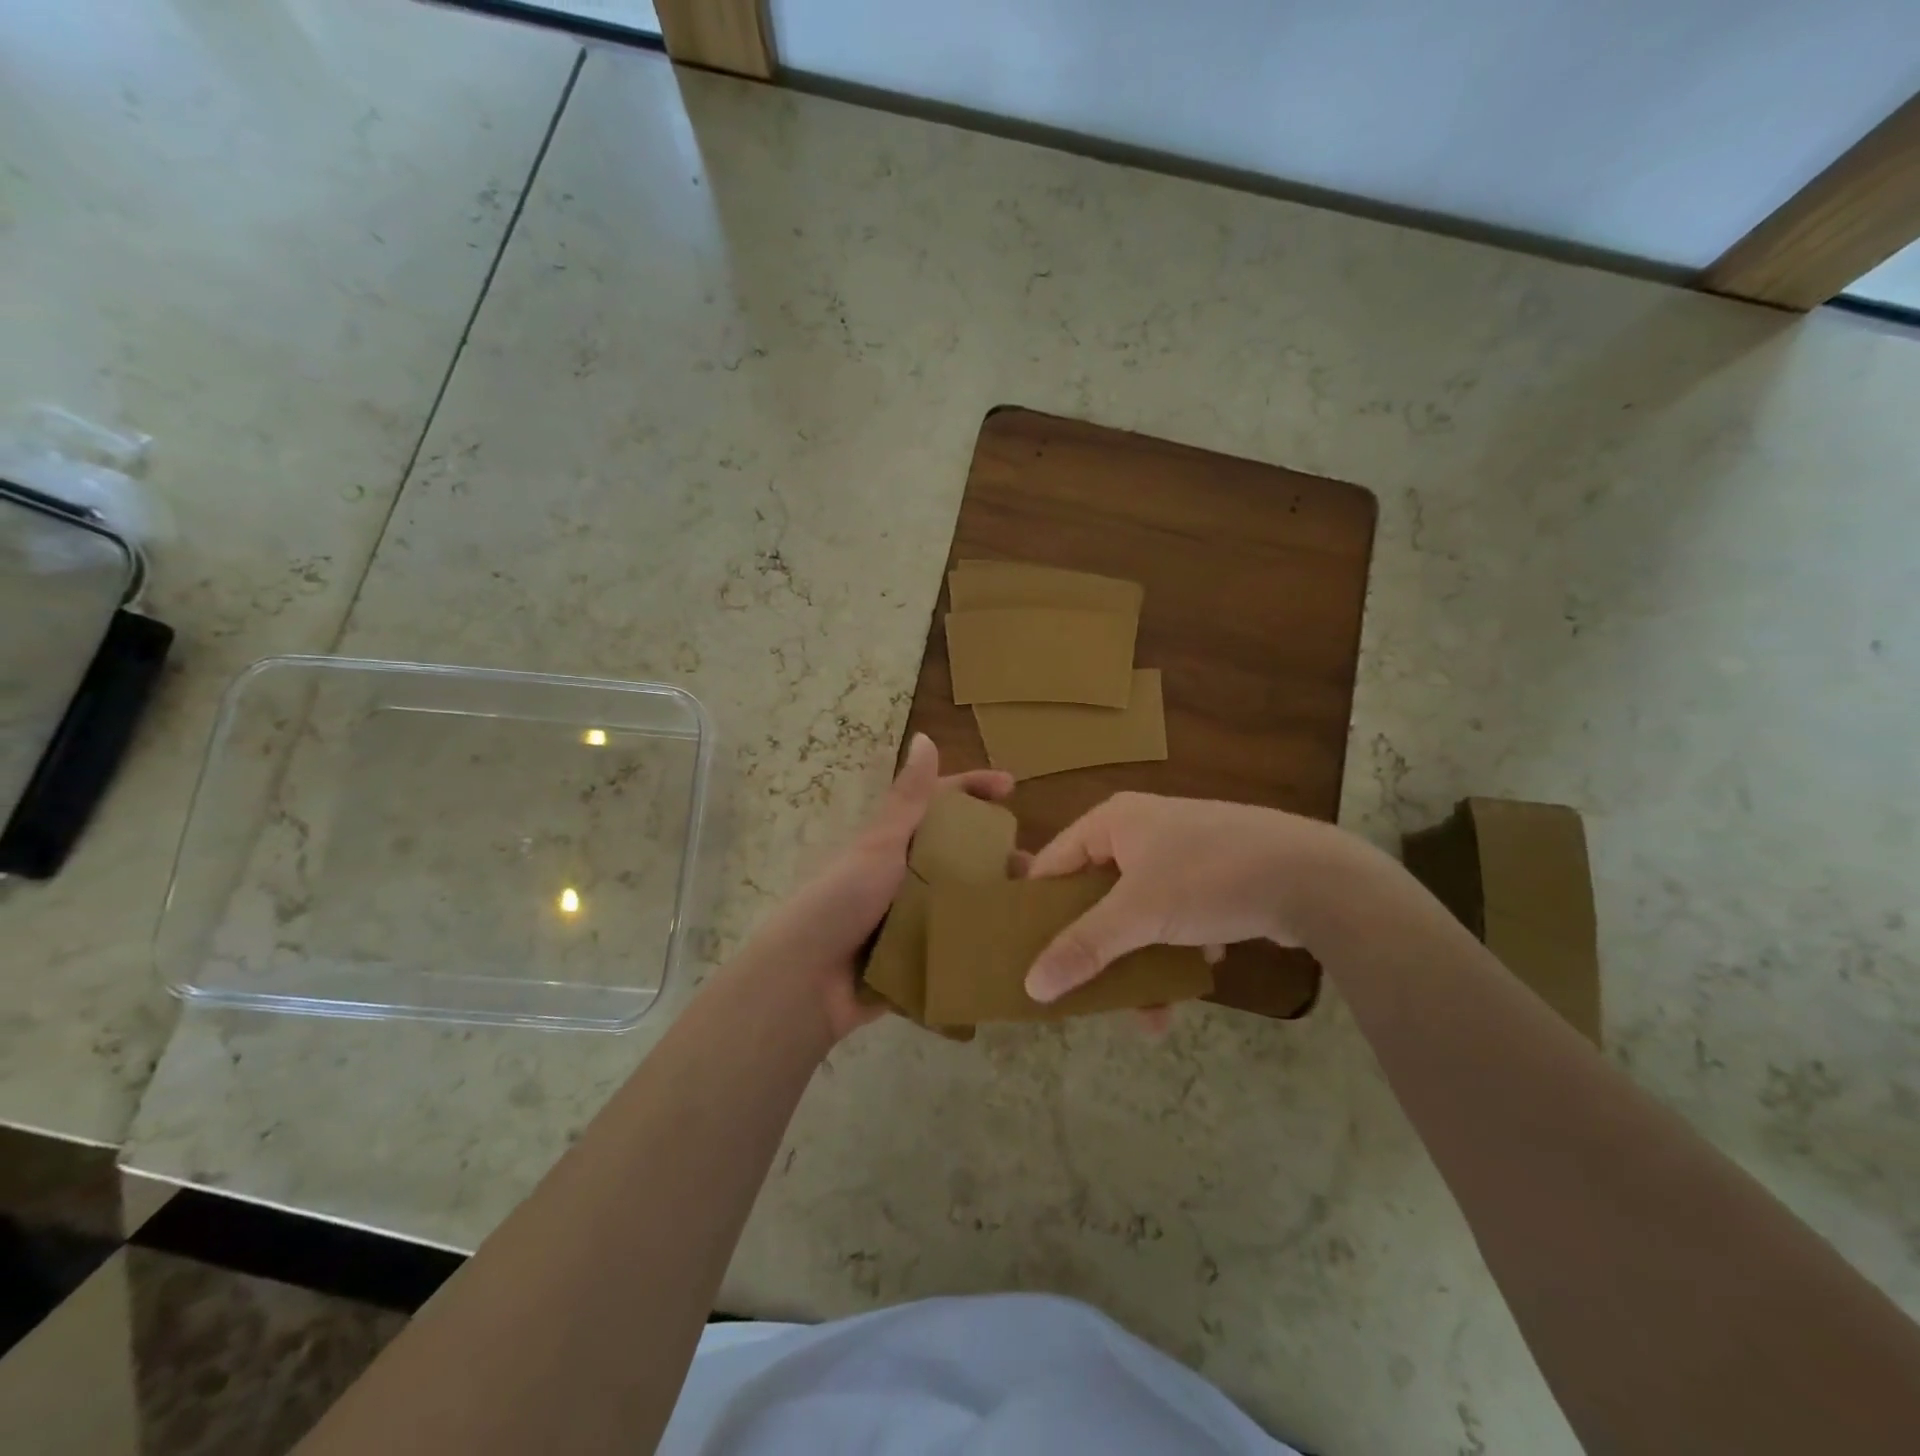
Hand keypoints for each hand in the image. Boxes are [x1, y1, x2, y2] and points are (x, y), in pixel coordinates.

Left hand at [742, 734, 1012, 1042]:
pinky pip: (955, 943)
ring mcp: (910, 917)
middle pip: (959, 853)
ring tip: (1033, 908)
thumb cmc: (840, 901)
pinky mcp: (915, 956)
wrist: (806, 980)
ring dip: (994, 899)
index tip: (1012, 787)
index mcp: (894, 842)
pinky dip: (980, 940)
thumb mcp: (879, 845)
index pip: (939, 803)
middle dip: (997, 854)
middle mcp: (904, 875)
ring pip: (963, 899)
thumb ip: (909, 799)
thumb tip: (925, 736)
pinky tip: (1017, 944)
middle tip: (1038, 865)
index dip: (973, 788)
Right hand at [1023, 793, 1361, 1005]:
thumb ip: (1084, 948)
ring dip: (1139, 961)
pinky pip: (1176, 915)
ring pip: (1138, 913)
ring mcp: (1180, 852)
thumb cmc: (1210, 878)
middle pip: (1097, 896)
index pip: (1053, 864)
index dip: (1037, 909)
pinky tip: (1196, 972)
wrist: (1314, 876)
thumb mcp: (1139, 913)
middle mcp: (1141, 830)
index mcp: (1113, 821)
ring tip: (1149, 1012)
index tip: (1026, 954)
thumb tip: (1030, 986)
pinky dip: (1177, 948)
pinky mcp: (1214, 876)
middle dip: (1096, 948)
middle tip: (1083, 990)